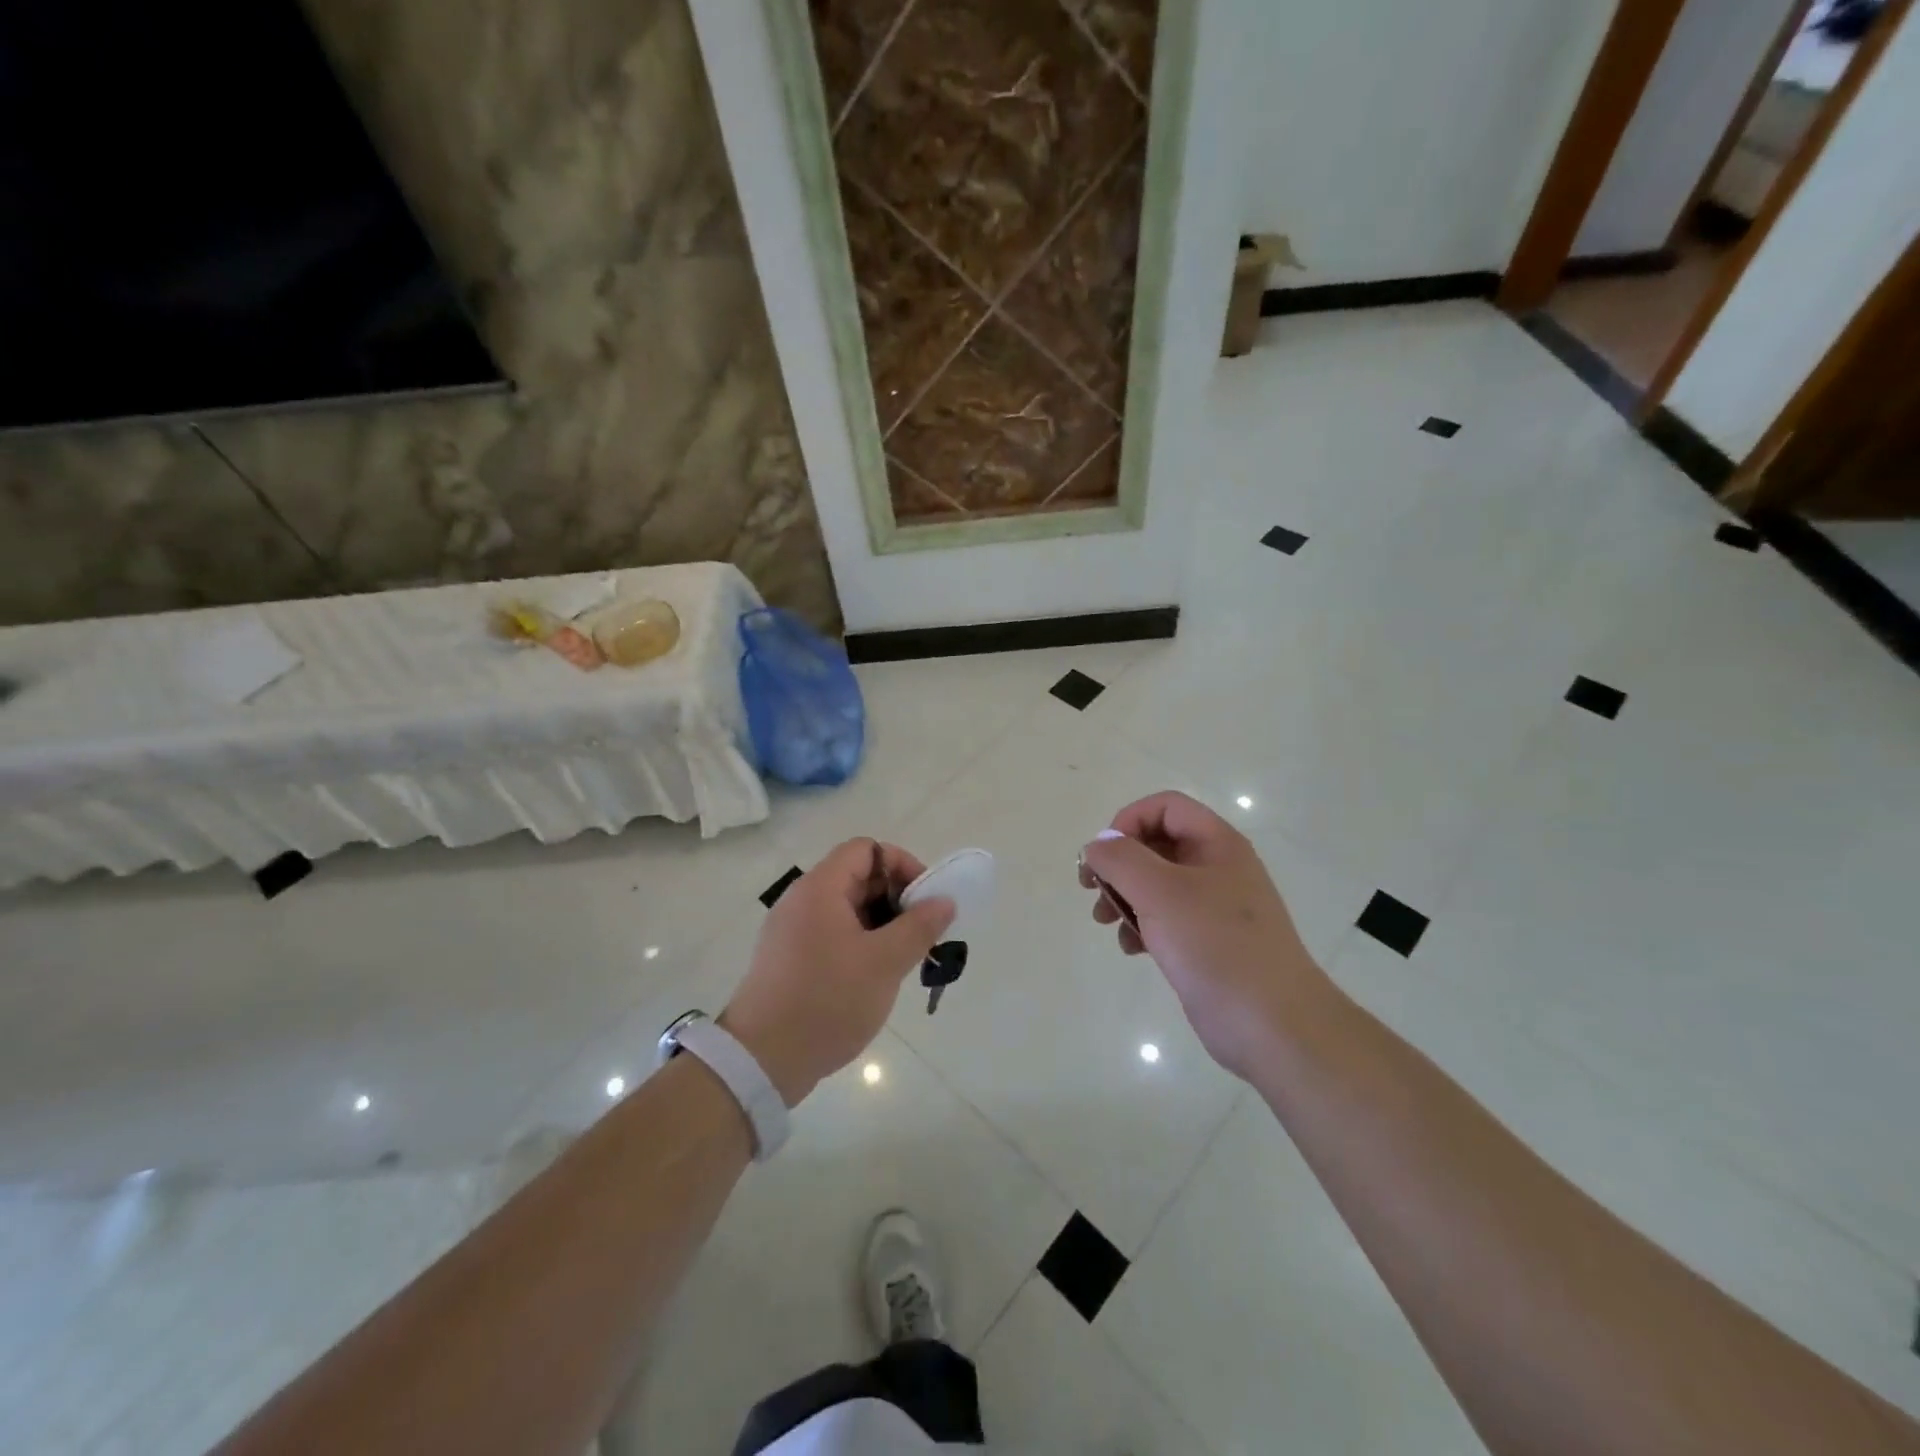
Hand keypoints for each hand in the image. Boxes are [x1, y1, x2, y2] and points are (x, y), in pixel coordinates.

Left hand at [722, 839, 954, 1106]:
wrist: (761, 1061)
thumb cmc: (827, 1001)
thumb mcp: (884, 963)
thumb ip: (919, 926)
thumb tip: (944, 900)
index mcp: (820, 888)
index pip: (866, 849)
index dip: (901, 865)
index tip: (925, 900)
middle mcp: (802, 900)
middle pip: (857, 877)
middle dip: (895, 898)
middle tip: (921, 934)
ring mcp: (792, 930)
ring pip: (847, 909)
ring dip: (881, 924)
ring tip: (903, 959)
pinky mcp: (788, 958)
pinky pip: (832, 933)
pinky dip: (860, 943)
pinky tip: (875, 977)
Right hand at [1080, 792, 1332, 1079]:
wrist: (1272, 1025)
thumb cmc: (1215, 946)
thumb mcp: (1159, 892)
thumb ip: (1120, 859)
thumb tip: (1097, 845)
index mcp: (1217, 844)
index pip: (1165, 807)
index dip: (1128, 821)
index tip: (1103, 855)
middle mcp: (1217, 868)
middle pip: (1157, 844)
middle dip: (1119, 863)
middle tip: (1091, 889)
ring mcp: (1214, 907)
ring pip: (1156, 884)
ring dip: (1124, 896)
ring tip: (1104, 921)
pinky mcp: (1208, 942)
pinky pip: (1165, 918)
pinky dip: (1142, 925)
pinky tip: (1131, 948)